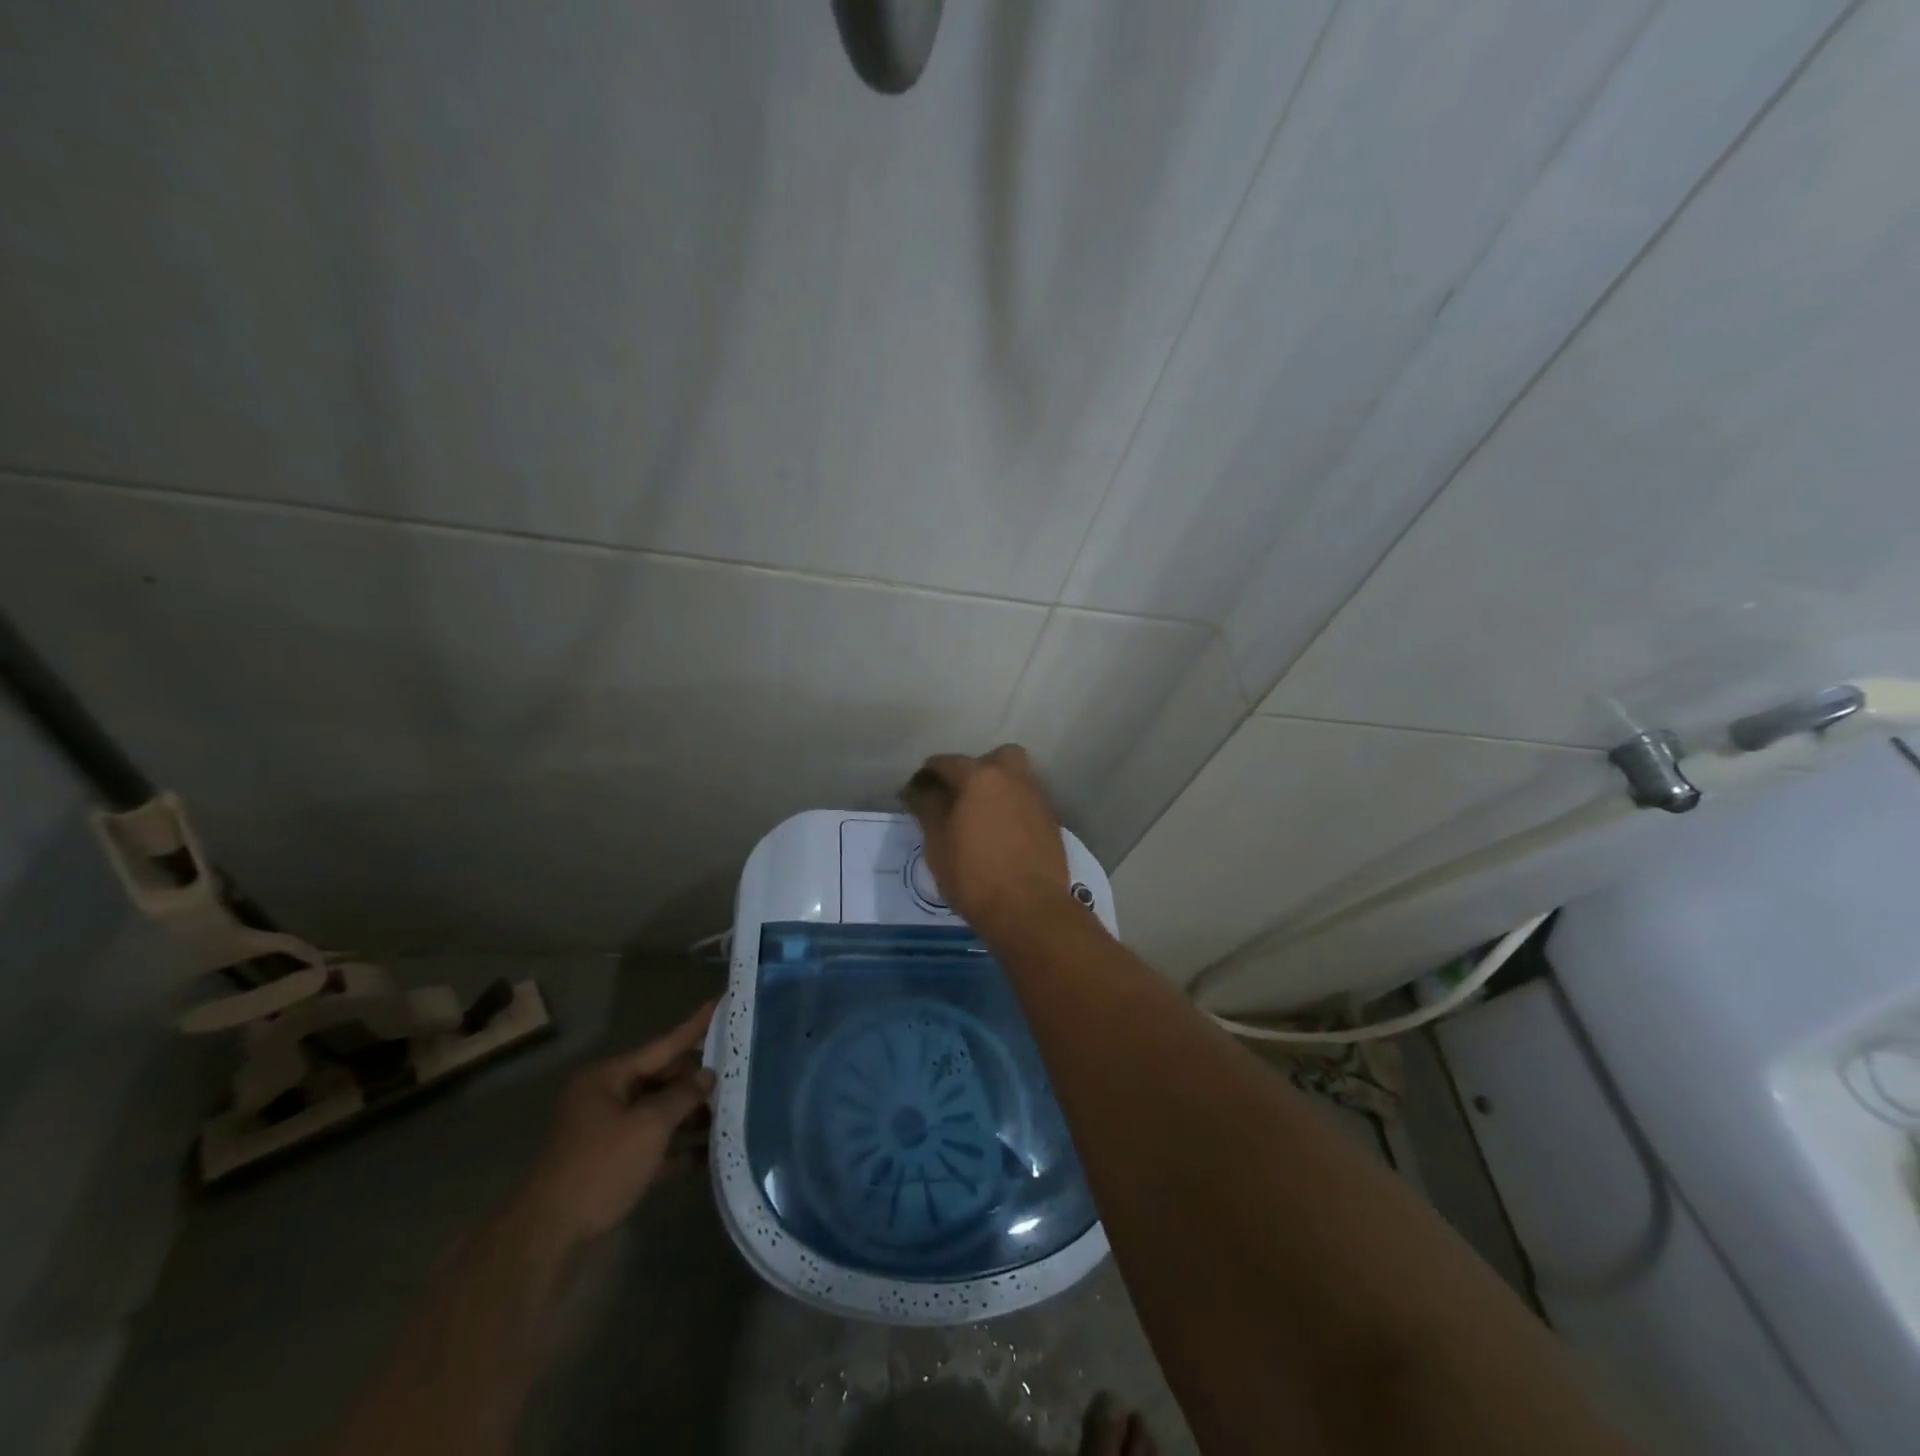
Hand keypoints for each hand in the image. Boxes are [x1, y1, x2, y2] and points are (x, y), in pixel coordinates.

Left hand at [518, 1001, 716, 1246]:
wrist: (549, 1238)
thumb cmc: (600, 1167)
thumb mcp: (648, 1126)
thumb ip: (682, 1096)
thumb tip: (707, 1076)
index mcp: (608, 1078)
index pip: (662, 1045)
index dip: (694, 1027)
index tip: (719, 1003)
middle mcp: (606, 1098)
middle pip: (660, 1079)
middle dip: (695, 1081)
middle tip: (736, 1074)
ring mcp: (607, 1132)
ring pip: (658, 1113)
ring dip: (690, 1116)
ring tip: (731, 1113)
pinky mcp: (612, 1165)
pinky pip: (652, 1145)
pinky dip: (677, 1148)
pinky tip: (709, 1154)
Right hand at [901, 744, 1069, 939]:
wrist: (1029, 909)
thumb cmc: (974, 876)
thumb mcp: (938, 844)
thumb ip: (929, 809)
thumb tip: (920, 791)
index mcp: (980, 777)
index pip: (946, 763)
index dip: (926, 776)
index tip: (915, 793)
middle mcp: (1013, 778)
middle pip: (993, 759)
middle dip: (974, 770)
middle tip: (959, 797)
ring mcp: (1036, 798)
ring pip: (1015, 779)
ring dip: (997, 789)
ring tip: (980, 818)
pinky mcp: (1051, 821)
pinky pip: (1026, 802)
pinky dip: (1012, 809)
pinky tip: (1001, 834)